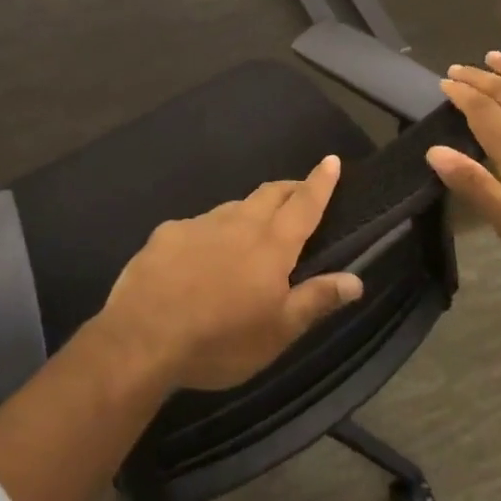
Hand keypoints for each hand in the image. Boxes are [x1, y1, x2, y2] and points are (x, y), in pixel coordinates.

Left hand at [98, 155, 364, 390]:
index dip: (320, 182)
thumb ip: (316, 300)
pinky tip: (201, 257)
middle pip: (270, 194)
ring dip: (250, 211)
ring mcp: (200, 223)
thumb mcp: (278, 332)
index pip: (304, 204)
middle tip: (299, 191)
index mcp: (271, 245)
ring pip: (234, 207)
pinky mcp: (168, 232)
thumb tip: (356, 279)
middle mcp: (238, 222)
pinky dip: (212, 233)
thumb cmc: (221, 340)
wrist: (144, 336)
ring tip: (252, 229)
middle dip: (289, 188)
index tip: (331, 160)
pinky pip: (199, 225)